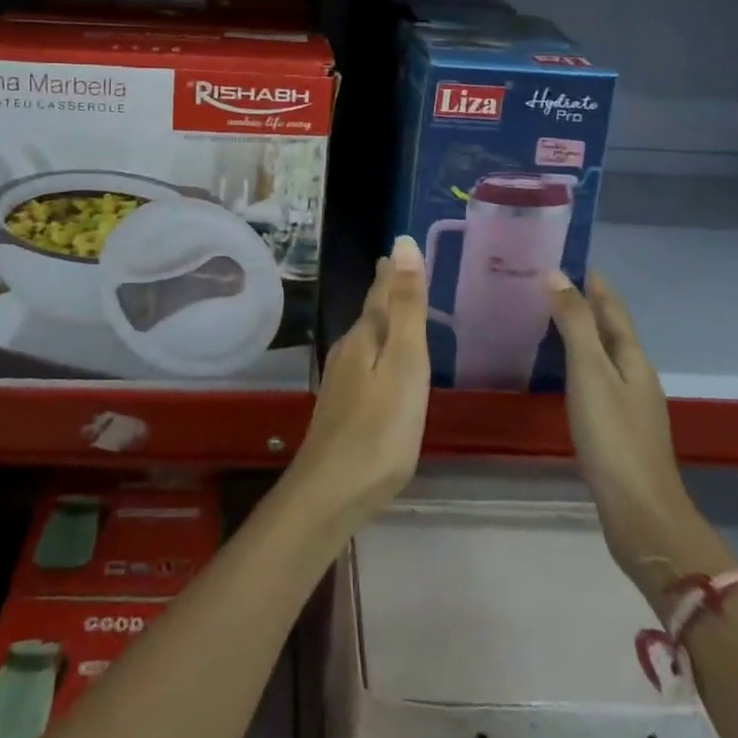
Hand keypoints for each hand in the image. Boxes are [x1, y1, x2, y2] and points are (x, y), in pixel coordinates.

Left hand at [282, 236, 431, 539]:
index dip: (392, 272)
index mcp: (365, 337)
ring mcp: (342, 382)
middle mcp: (349, 352)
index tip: (397, 249)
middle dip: (384, 292)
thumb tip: (402, 244)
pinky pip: (364, 364)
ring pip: (365, 339)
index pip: (380, 293)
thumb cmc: (380, 429)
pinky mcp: (343, 409)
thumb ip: (406, 307)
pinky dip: (376, 351)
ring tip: (392, 309)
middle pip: (370, 314)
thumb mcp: (404, 363)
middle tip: (394, 270)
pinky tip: (380, 365)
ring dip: (379, 320)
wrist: (331, 493)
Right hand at [549, 271, 692, 584]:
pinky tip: (558, 369)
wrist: (640, 513)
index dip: (592, 280)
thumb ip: (574, 324)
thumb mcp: (589, 373)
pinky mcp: (617, 427)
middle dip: (582, 301)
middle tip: (542, 281)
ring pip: (602, 352)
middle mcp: (635, 373)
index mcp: (632, 356)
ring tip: (543, 316)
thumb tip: (555, 273)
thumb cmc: (613, 437)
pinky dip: (577, 361)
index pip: (612, 305)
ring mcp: (629, 402)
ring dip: (579, 331)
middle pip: (609, 327)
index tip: (563, 254)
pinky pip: (595, 377)